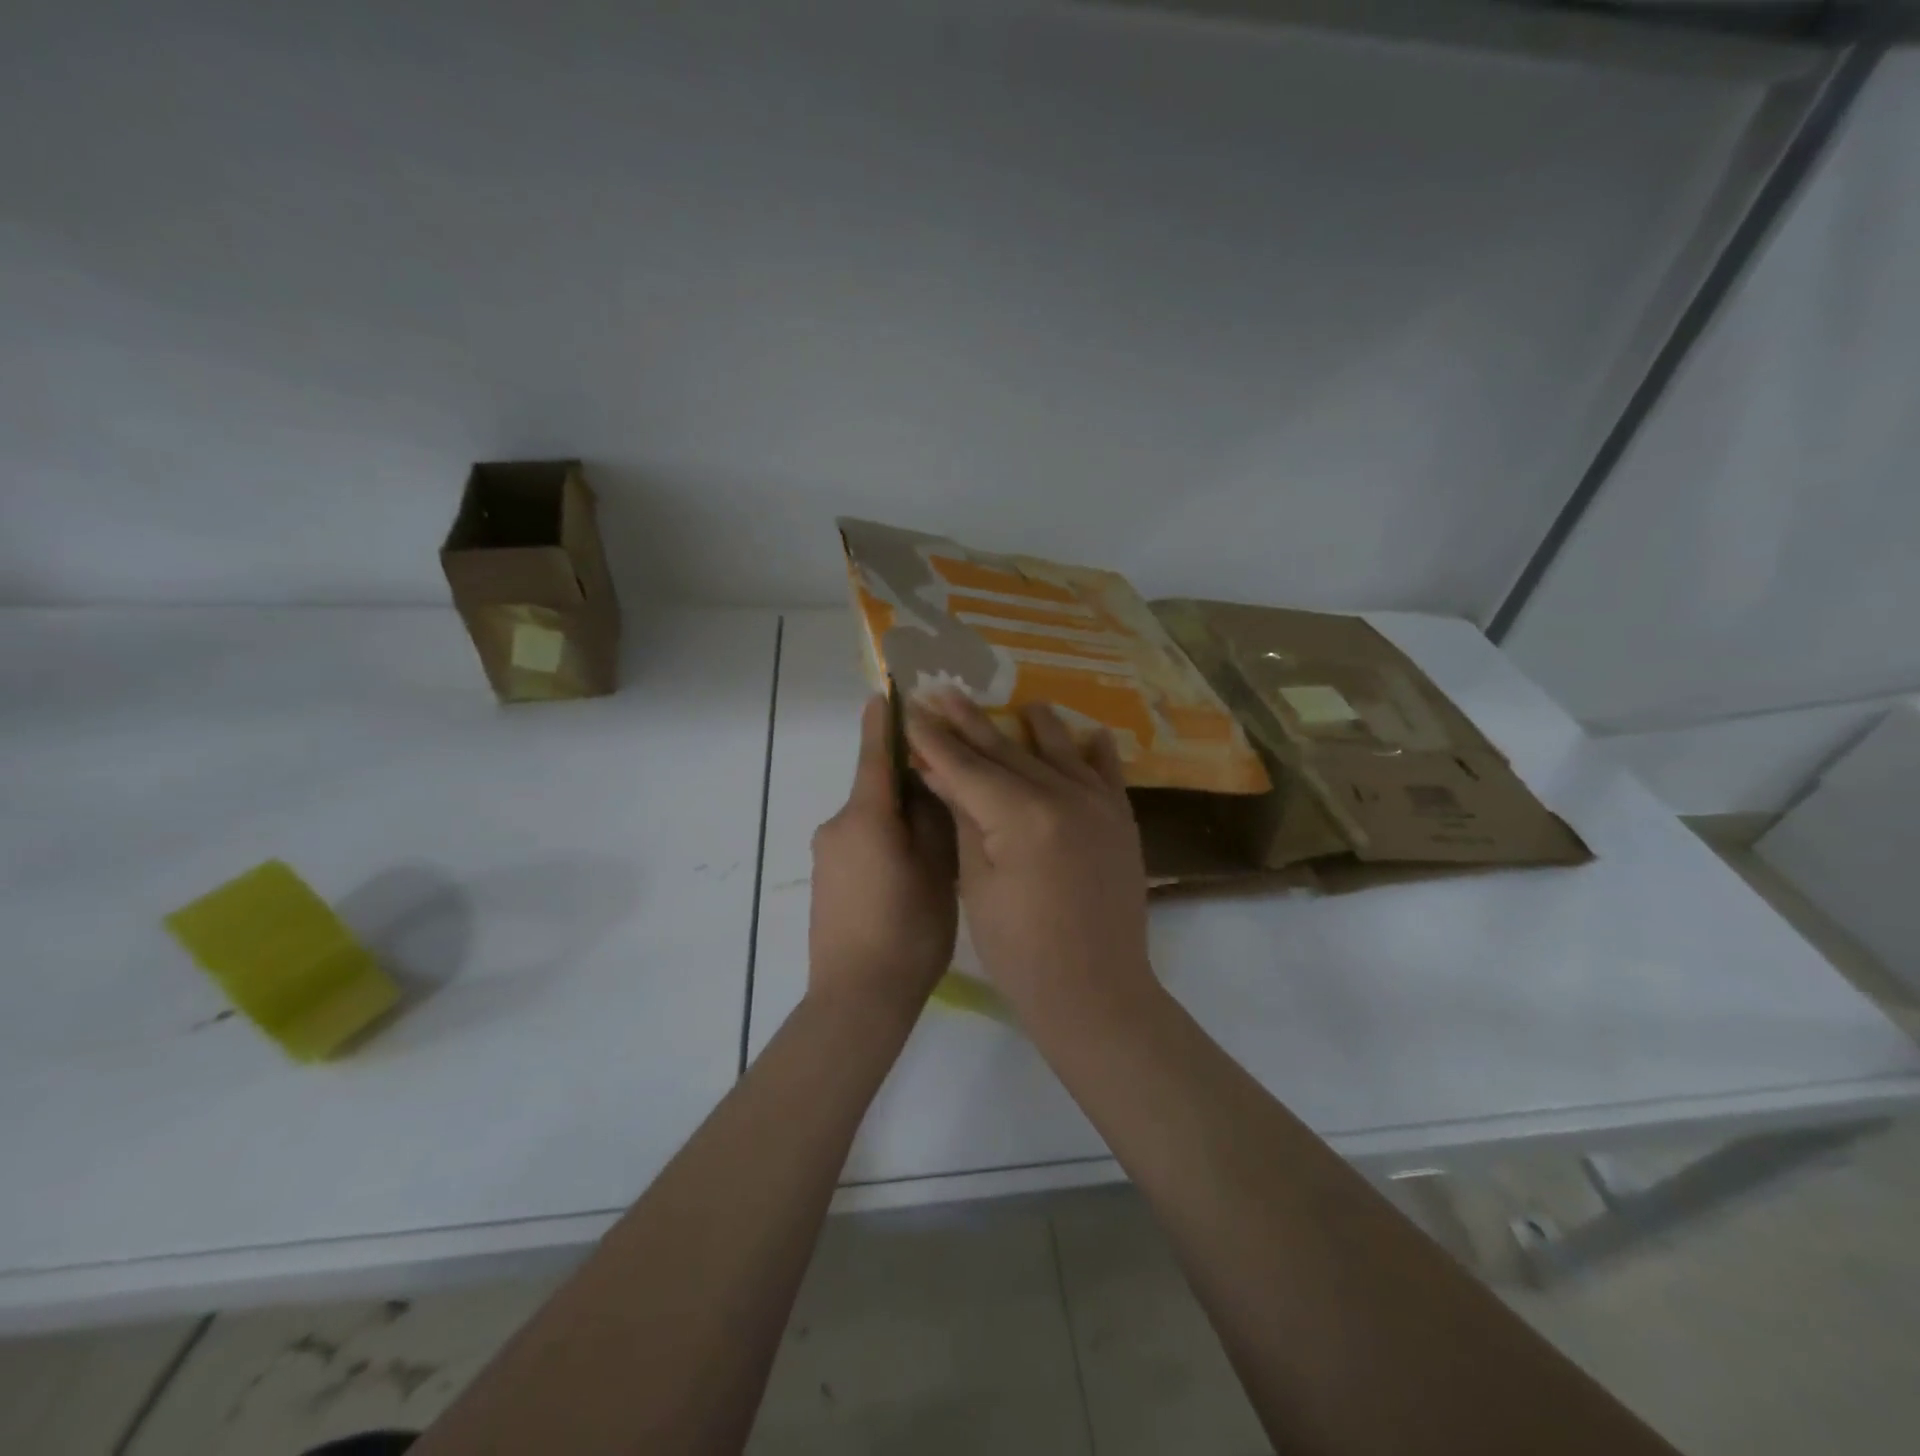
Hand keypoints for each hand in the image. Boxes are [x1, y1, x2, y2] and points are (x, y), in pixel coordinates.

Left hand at [808, 695, 958, 1017]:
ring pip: (871, 820)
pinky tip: (911, 872)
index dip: (884, 722)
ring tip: (939, 843)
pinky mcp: (825, 881)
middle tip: (951, 793)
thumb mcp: (937, 871)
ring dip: (900, 819)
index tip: (886, 691)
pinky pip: (860, 844)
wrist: (856, 1000)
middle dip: (909, 784)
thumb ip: (933, 820)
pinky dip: (886, 842)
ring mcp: (826, 855)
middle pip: (876, 790)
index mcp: (865, 817)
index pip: (875, 755)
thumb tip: (928, 785)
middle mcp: (837, 827)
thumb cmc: (907, 932)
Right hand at [905, 693, 1154, 1024]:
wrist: (1094, 991)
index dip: (935, 739)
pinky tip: (1090, 733)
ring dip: (1034, 726)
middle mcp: (1064, 796)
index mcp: (1021, 814)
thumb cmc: (1020, 949)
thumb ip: (964, 818)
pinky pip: (1108, 775)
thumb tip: (940, 772)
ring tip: (1019, 702)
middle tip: (944, 691)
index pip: (966, 766)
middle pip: (1007, 751)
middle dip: (971, 722)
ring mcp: (1098, 806)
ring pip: (1058, 753)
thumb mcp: (978, 882)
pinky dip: (1097, 752)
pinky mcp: (1121, 822)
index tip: (911, 709)